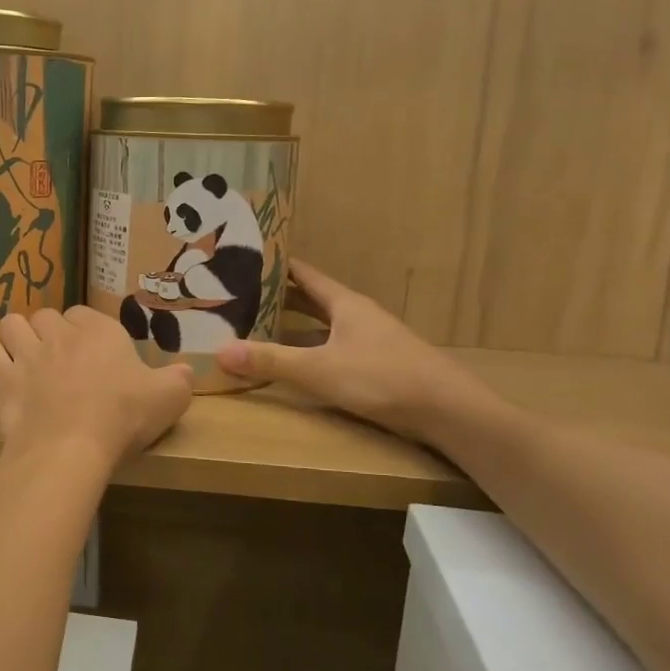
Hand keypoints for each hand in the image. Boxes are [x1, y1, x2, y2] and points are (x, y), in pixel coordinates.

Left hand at [0, 306, 193, 468]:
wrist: (71, 448)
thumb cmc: (124, 417)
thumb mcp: (170, 398)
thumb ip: (180, 379)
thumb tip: (185, 371)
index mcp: (100, 331)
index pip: (85, 314)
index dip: (86, 331)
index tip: (94, 354)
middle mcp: (60, 334)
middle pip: (46, 316)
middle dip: (49, 332)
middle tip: (60, 360)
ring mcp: (26, 354)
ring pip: (12, 325)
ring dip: (17, 337)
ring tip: (26, 359)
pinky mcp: (2, 380)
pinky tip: (6, 377)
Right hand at [215, 260, 494, 442]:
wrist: (449, 411)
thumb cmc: (383, 378)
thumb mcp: (320, 369)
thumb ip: (271, 361)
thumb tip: (220, 351)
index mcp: (345, 303)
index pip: (304, 274)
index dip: (276, 265)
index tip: (244, 259)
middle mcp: (357, 316)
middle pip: (312, 299)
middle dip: (278, 296)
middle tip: (240, 296)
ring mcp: (370, 340)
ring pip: (323, 326)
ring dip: (294, 326)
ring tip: (258, 327)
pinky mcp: (377, 365)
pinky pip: (332, 348)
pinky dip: (310, 350)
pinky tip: (296, 364)